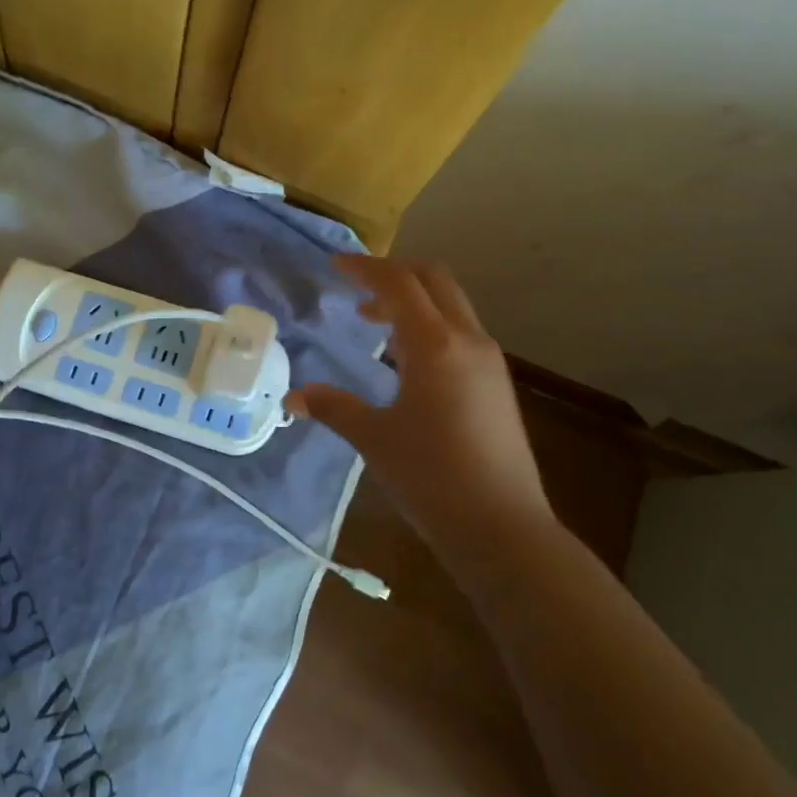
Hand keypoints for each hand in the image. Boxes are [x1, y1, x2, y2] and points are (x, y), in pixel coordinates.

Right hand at [287, 255, 549, 546]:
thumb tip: (293, 396)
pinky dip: (429, 325)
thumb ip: (333, 407)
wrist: (503, 529)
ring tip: (373, 322)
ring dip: (412, 300)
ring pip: (450, 305)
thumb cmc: (431, 478)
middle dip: (393, 273)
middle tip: (356, 285)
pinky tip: (405, 359)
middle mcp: (468, 341)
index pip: (399, 283)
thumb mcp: (374, 438)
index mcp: (436, 345)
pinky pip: (459, 332)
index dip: (365, 268)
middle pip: (433, 279)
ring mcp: (489, 361)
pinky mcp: (496, 383)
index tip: (335, 267)